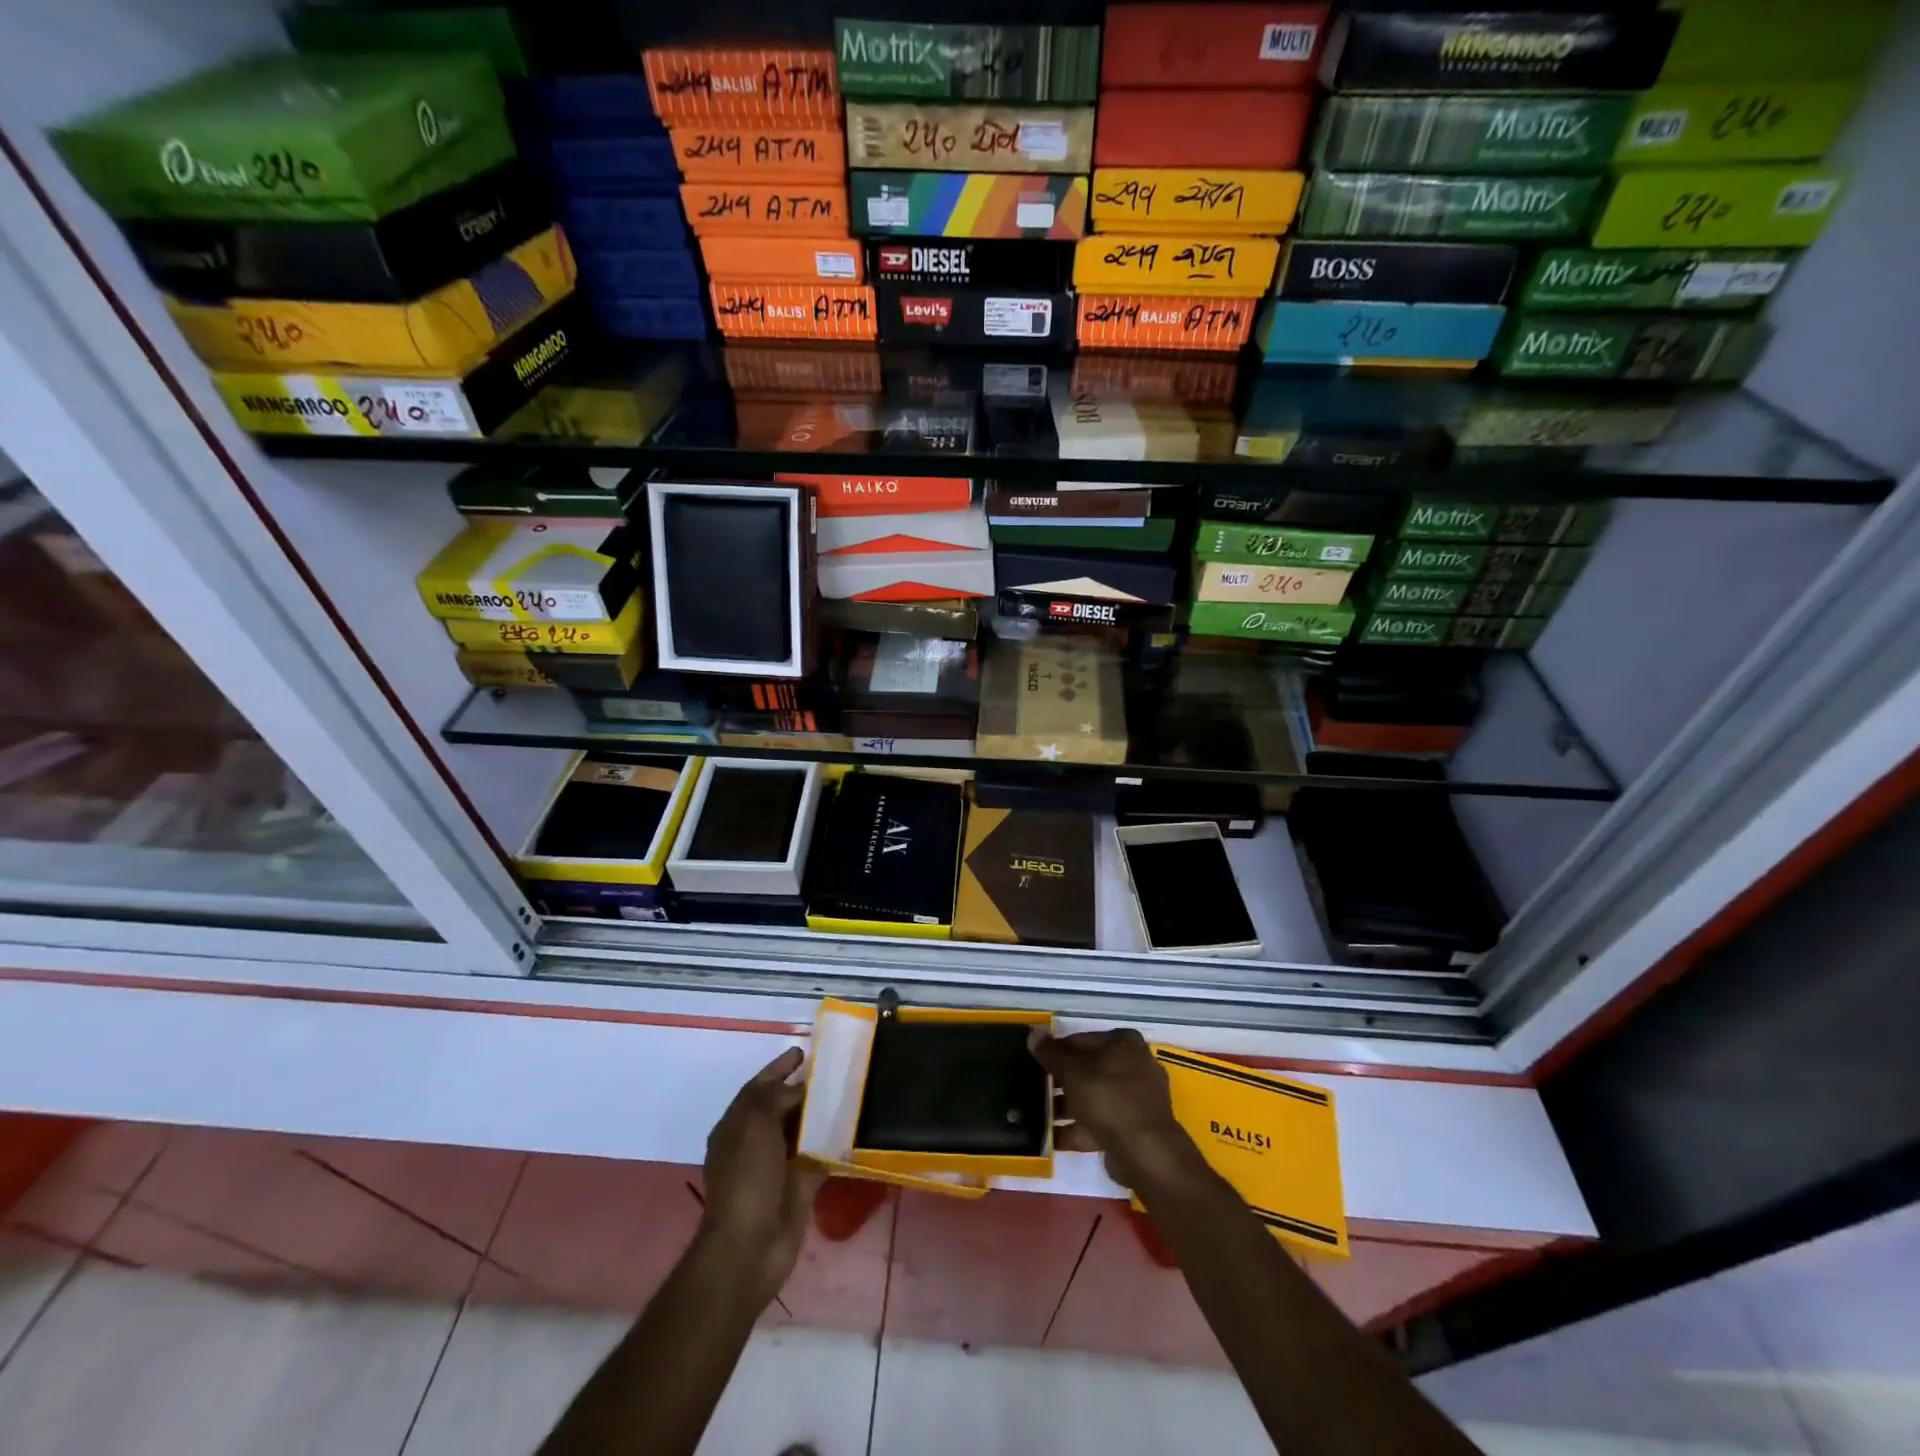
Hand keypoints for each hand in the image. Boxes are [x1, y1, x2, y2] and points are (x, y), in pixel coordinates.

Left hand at [700, 1047, 824, 1304]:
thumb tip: (801, 1087)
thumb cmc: (747, 1176)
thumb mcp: (755, 1122)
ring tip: (847, 1089)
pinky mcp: (800, 1185)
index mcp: (736, 1125)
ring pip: (803, 1129)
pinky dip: (833, 1141)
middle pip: (782, 1106)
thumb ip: (777, 1097)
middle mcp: (755, 1142)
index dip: (778, 1068)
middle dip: (804, 1088)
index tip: (803, 1050)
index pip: (758, 1086)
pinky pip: (820, 1155)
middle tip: (834, 1067)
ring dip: (821, 1113)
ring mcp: (778, 1165)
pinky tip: (853, 1126)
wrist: (751, 1245)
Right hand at [1028, 1028, 1199, 1190]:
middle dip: (1062, 1081)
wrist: (1145, 1153)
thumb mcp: (1072, 1072)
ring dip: (1069, 1106)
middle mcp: (1135, 1065)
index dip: (1057, 1051)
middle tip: (1035, 1089)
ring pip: (1094, 1096)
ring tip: (1039, 1116)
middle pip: (1089, 1069)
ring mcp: (1137, 1098)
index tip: (1036, 1064)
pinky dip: (1080, 1128)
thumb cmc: (1108, 1099)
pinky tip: (1054, 1138)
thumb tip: (1033, 1033)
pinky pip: (1101, 1121)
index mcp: (1124, 1043)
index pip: (1081, 1039)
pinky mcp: (1135, 1127)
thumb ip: (1051, 1054)